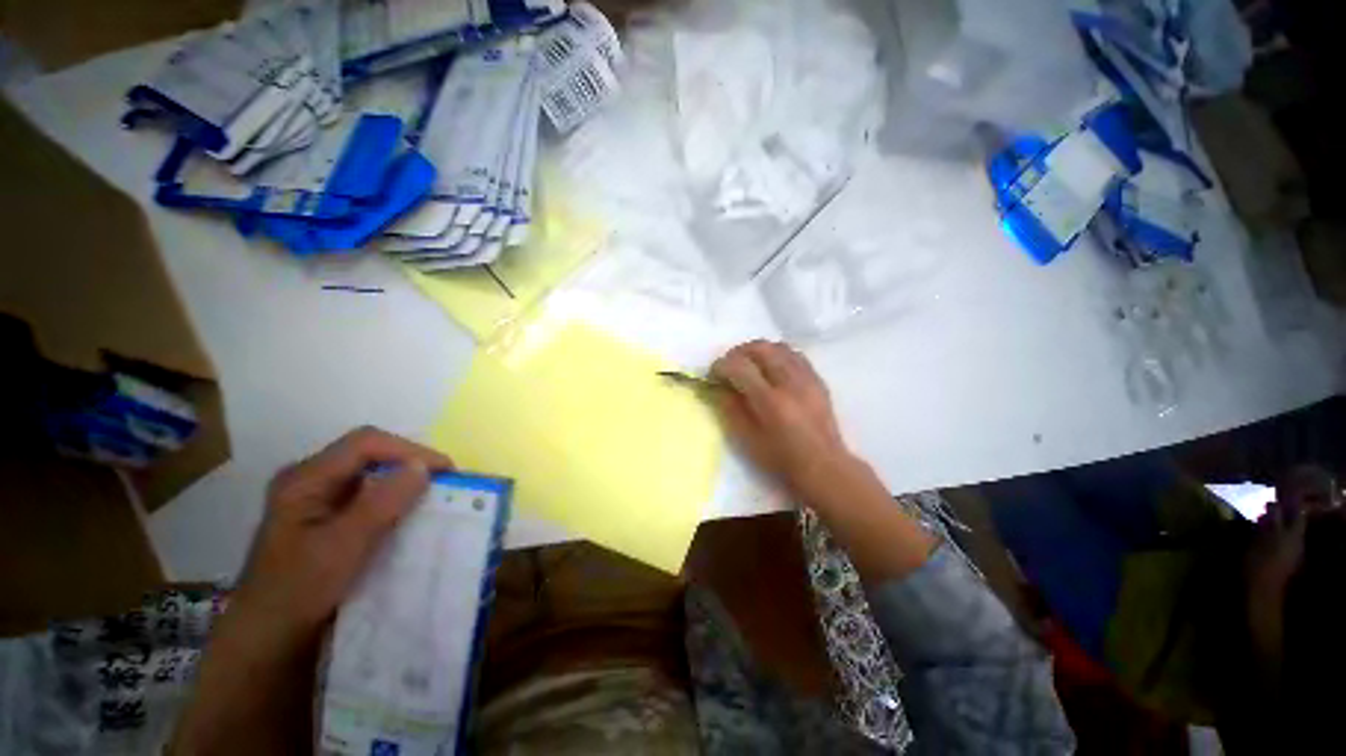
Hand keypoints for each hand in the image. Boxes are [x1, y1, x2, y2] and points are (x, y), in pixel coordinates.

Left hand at [230, 427, 453, 649]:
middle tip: (446, 484)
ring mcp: (318, 500)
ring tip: (435, 498)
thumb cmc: (297, 593)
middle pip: (370, 455)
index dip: (410, 451)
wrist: (267, 643)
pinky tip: (410, 517)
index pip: (366, 444)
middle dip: (411, 466)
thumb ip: (380, 504)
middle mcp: (311, 481)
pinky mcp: (328, 519)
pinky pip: (370, 497)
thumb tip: (423, 467)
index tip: (446, 472)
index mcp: (305, 479)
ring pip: (373, 476)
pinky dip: (396, 502)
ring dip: (406, 484)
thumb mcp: (341, 548)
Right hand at [711, 341, 856, 500]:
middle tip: (729, 366)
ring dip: (758, 351)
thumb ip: (730, 409)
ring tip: (749, 365)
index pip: (740, 367)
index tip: (713, 373)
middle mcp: (790, 383)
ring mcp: (807, 378)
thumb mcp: (747, 439)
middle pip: (761, 348)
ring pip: (779, 347)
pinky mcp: (817, 379)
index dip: (722, 365)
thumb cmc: (781, 459)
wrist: (823, 466)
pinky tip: (772, 368)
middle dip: (739, 352)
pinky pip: (795, 354)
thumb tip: (718, 386)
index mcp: (770, 401)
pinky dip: (778, 355)